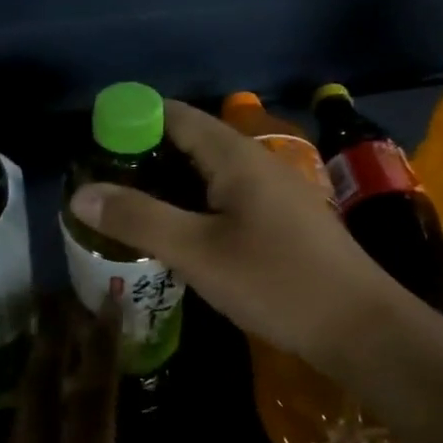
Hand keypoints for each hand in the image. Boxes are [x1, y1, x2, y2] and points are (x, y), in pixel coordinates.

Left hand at [0, 298, 182, 442]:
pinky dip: (32, 410)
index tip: (105, 304)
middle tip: (59, 295)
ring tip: (54, 337)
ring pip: (22, 411)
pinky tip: (44, 411)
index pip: (91, 401)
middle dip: (51, 337)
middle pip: (40, 387)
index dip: (100, 348)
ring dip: (39, 368)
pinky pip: (16, 442)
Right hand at [67, 100, 399, 372]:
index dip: (132, 119)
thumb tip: (80, 193)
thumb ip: (139, 219)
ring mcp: (274, 189)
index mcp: (235, 155)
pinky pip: (226, 195)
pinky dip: (193, 202)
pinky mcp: (282, 218)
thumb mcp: (198, 252)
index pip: (175, 115)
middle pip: (191, 140)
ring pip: (209, 170)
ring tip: (128, 206)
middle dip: (144, 154)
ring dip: (168, 181)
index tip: (93, 141)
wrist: (362, 328)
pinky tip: (178, 232)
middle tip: (102, 182)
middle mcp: (255, 161)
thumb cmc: (277, 282)